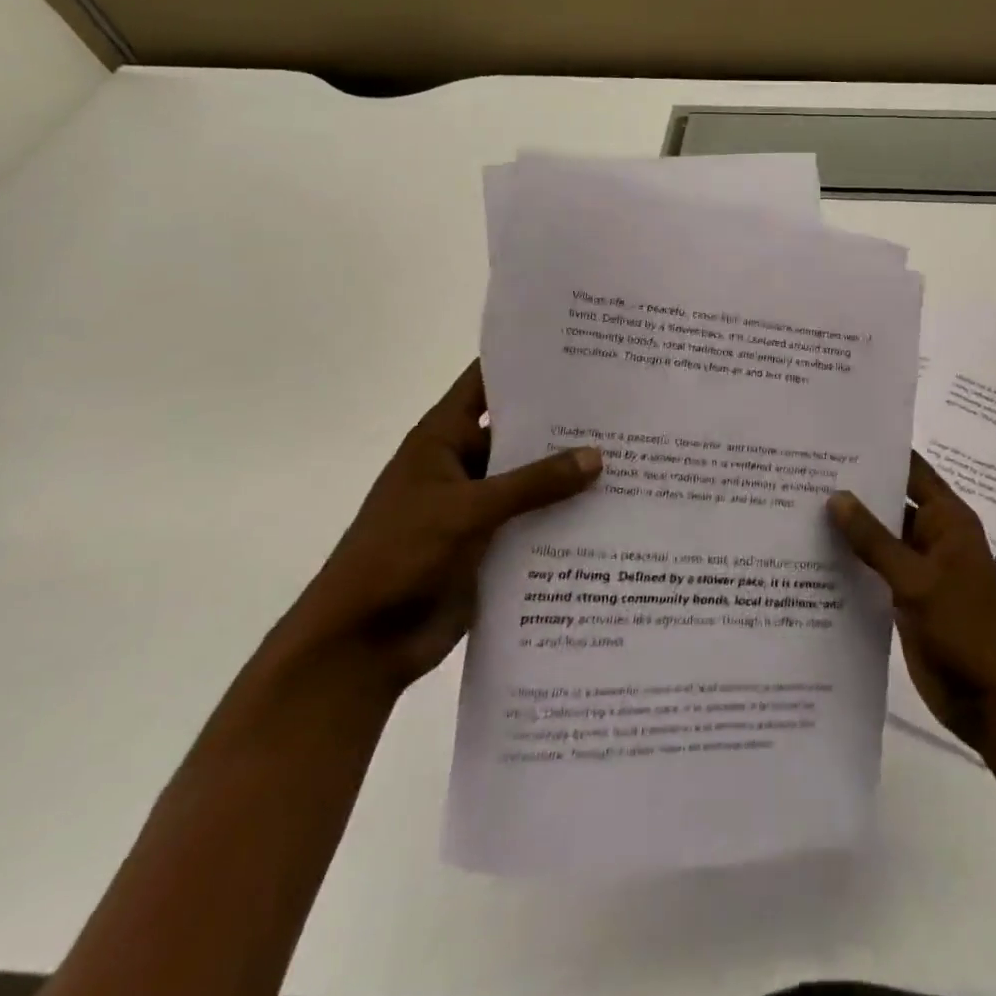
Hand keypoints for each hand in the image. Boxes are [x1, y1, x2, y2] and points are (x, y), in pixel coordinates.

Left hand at [283, 362, 601, 691]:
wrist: (361, 644)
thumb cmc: (399, 556)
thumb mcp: (467, 510)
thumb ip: (533, 483)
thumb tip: (597, 456)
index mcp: (443, 441)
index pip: (486, 384)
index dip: (524, 364)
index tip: (579, 351)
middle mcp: (464, 466)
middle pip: (519, 433)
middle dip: (565, 422)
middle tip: (624, 406)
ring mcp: (479, 508)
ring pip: (533, 480)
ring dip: (571, 474)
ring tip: (633, 455)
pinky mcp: (493, 546)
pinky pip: (536, 522)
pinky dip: (566, 516)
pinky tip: (614, 509)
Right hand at [828, 452, 995, 753]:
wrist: (990, 700)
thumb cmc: (963, 629)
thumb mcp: (916, 580)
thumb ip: (875, 540)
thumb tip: (836, 497)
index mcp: (948, 520)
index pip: (912, 471)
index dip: (881, 452)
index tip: (837, 437)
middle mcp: (934, 537)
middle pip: (892, 502)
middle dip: (855, 490)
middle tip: (803, 472)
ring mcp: (920, 569)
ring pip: (880, 538)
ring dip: (850, 529)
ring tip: (797, 508)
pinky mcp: (907, 598)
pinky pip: (876, 570)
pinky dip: (852, 564)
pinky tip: (813, 558)